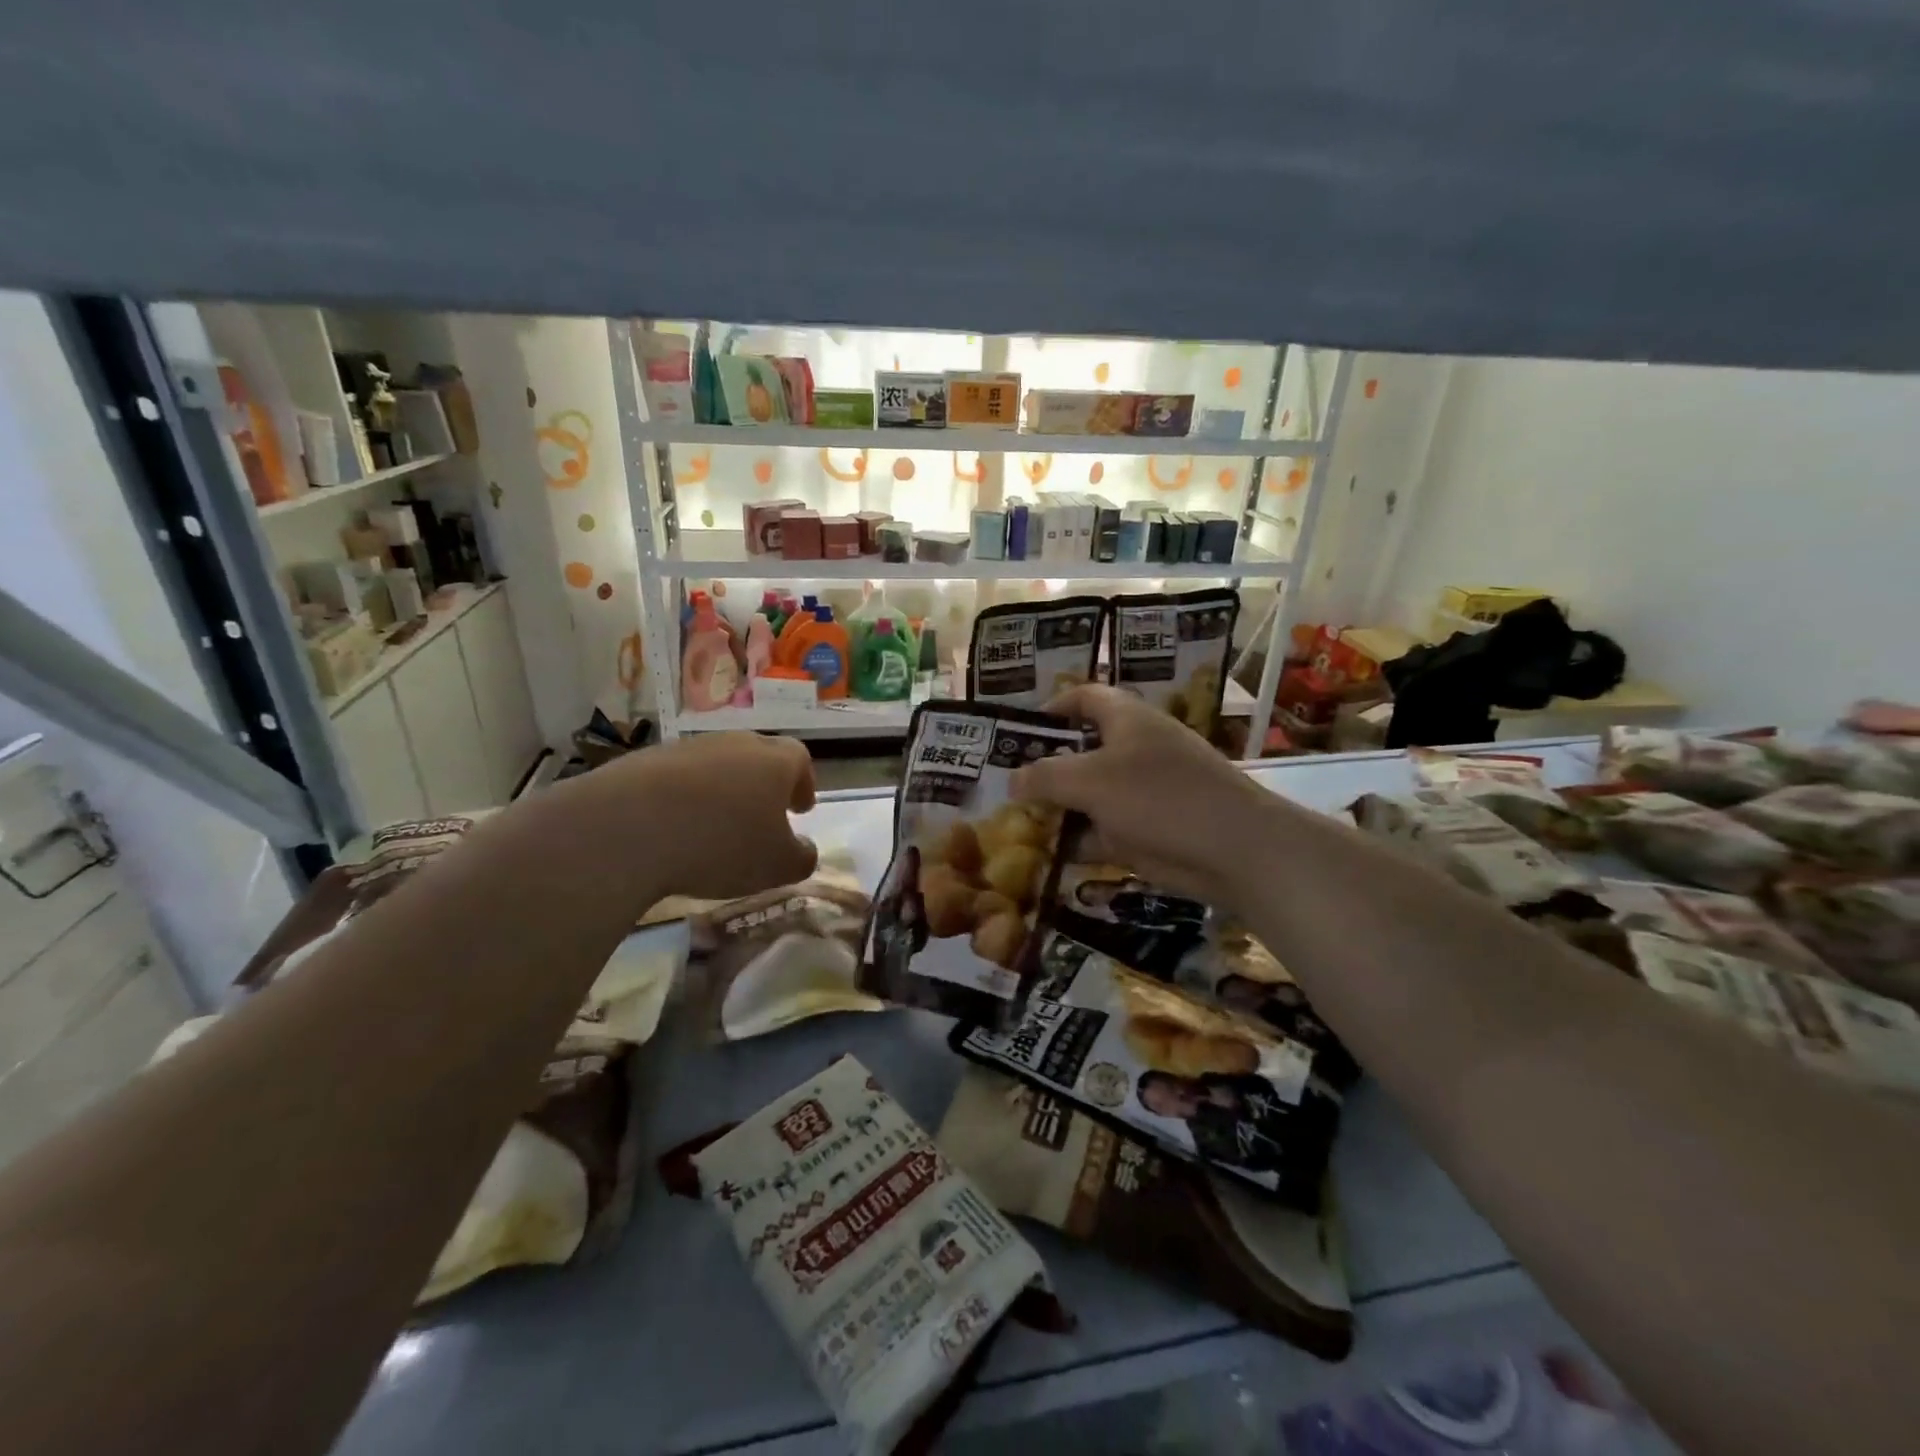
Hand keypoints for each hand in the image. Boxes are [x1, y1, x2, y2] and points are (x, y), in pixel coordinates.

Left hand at [577, 732, 818, 901]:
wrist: (629, 827)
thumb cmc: (721, 845)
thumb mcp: (776, 866)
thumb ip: (801, 858)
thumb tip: (805, 850)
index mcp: (775, 762)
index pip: (800, 760)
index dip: (802, 784)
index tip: (800, 808)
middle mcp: (736, 744)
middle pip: (758, 756)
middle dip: (763, 785)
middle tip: (761, 815)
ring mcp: (689, 748)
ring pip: (716, 765)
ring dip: (721, 790)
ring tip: (713, 825)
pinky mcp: (646, 760)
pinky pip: (676, 778)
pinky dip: (682, 798)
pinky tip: (673, 828)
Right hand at [1010, 685, 1282, 907]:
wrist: (1231, 849)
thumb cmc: (1157, 797)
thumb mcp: (1090, 780)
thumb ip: (1045, 777)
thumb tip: (1012, 780)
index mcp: (1126, 719)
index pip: (1084, 697)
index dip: (1051, 707)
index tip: (1019, 731)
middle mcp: (1135, 749)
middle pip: (1083, 750)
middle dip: (1047, 768)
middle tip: (1007, 785)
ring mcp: (1144, 792)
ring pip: (1091, 795)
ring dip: (1059, 809)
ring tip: (1016, 824)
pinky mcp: (1149, 830)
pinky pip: (1104, 830)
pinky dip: (1081, 840)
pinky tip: (1049, 854)